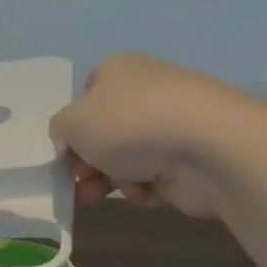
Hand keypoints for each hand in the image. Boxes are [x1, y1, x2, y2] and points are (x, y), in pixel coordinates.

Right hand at [48, 53, 247, 217]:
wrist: (207, 146)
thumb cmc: (128, 124)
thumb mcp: (71, 123)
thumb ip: (59, 130)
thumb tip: (71, 141)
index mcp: (117, 70)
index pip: (85, 98)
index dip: (72, 129)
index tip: (66, 154)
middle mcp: (146, 90)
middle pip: (105, 132)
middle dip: (88, 162)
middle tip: (80, 182)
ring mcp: (173, 123)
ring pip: (128, 157)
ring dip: (111, 179)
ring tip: (101, 196)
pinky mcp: (193, 155)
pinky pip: (156, 175)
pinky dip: (145, 187)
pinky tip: (145, 192)